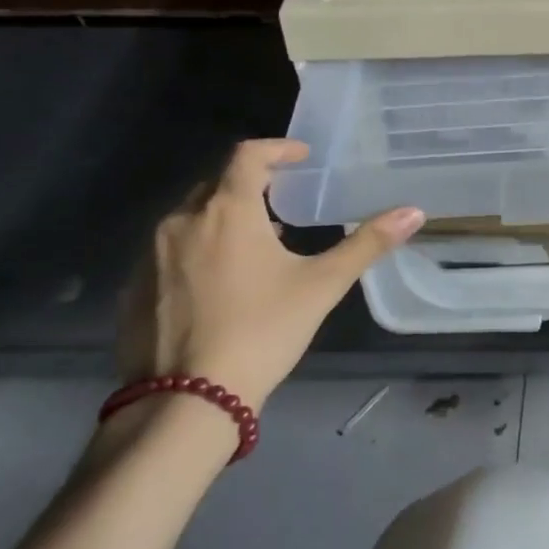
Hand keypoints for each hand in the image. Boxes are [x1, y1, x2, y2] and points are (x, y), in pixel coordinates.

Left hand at [117, 140, 423, 410]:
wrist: (187, 400)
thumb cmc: (262, 331)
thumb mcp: (322, 285)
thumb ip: (367, 244)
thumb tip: (414, 212)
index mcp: (227, 211)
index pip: (247, 155)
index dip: (278, 148)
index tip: (301, 156)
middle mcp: (181, 222)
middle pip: (216, 183)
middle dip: (252, 184)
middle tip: (284, 201)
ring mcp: (150, 256)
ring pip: (191, 218)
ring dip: (224, 218)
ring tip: (258, 244)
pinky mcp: (133, 289)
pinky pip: (170, 251)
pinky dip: (199, 249)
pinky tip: (221, 283)